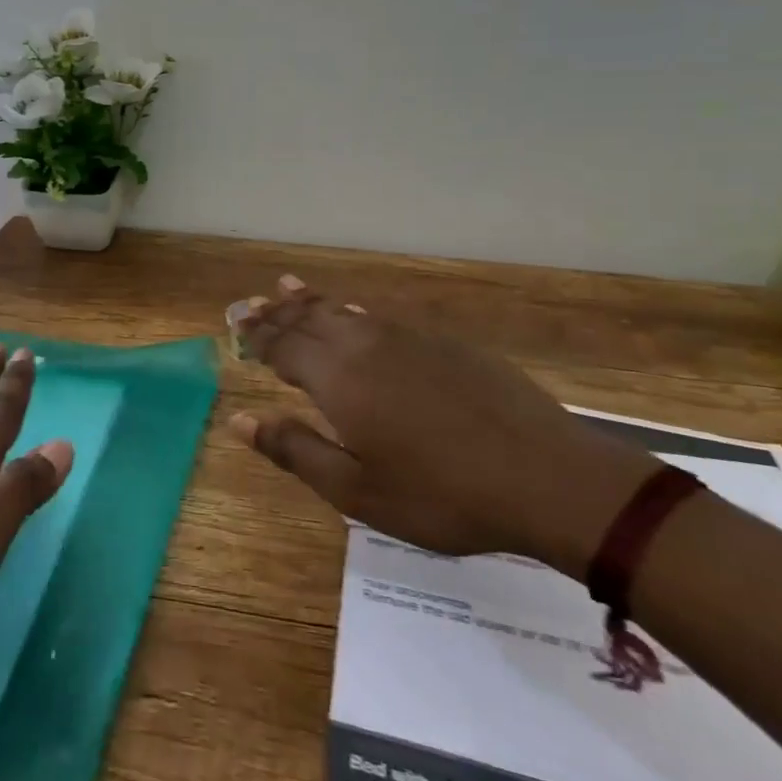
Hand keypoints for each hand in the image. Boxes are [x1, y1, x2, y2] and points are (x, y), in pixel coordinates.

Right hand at [231, 279, 656, 573]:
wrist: (545, 477)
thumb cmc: (440, 494)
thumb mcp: (356, 490)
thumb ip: (294, 449)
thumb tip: (240, 420)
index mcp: (338, 378)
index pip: (283, 346)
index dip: (256, 336)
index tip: (236, 324)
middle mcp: (366, 345)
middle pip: (309, 320)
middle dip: (277, 312)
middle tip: (252, 302)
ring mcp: (409, 338)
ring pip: (345, 311)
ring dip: (311, 301)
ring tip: (288, 286)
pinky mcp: (446, 343)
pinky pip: (383, 317)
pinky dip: (356, 312)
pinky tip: (357, 314)